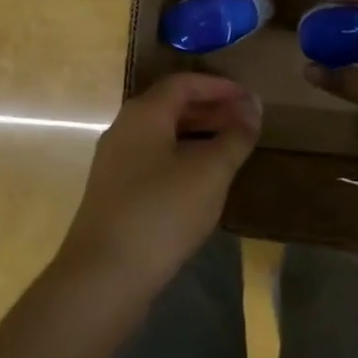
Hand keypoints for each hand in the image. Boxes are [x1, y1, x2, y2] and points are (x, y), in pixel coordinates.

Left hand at [59, 73, 260, 289]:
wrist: (104, 275)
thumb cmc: (162, 211)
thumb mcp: (210, 171)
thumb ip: (235, 135)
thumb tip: (252, 107)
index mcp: (144, 113)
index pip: (185, 83)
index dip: (220, 87)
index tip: (250, 99)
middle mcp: (124, 128)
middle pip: (172, 106)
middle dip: (211, 110)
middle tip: (245, 122)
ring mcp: (115, 161)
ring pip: (163, 134)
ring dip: (198, 135)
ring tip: (230, 149)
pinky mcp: (114, 191)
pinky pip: (154, 158)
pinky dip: (182, 157)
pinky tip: (201, 181)